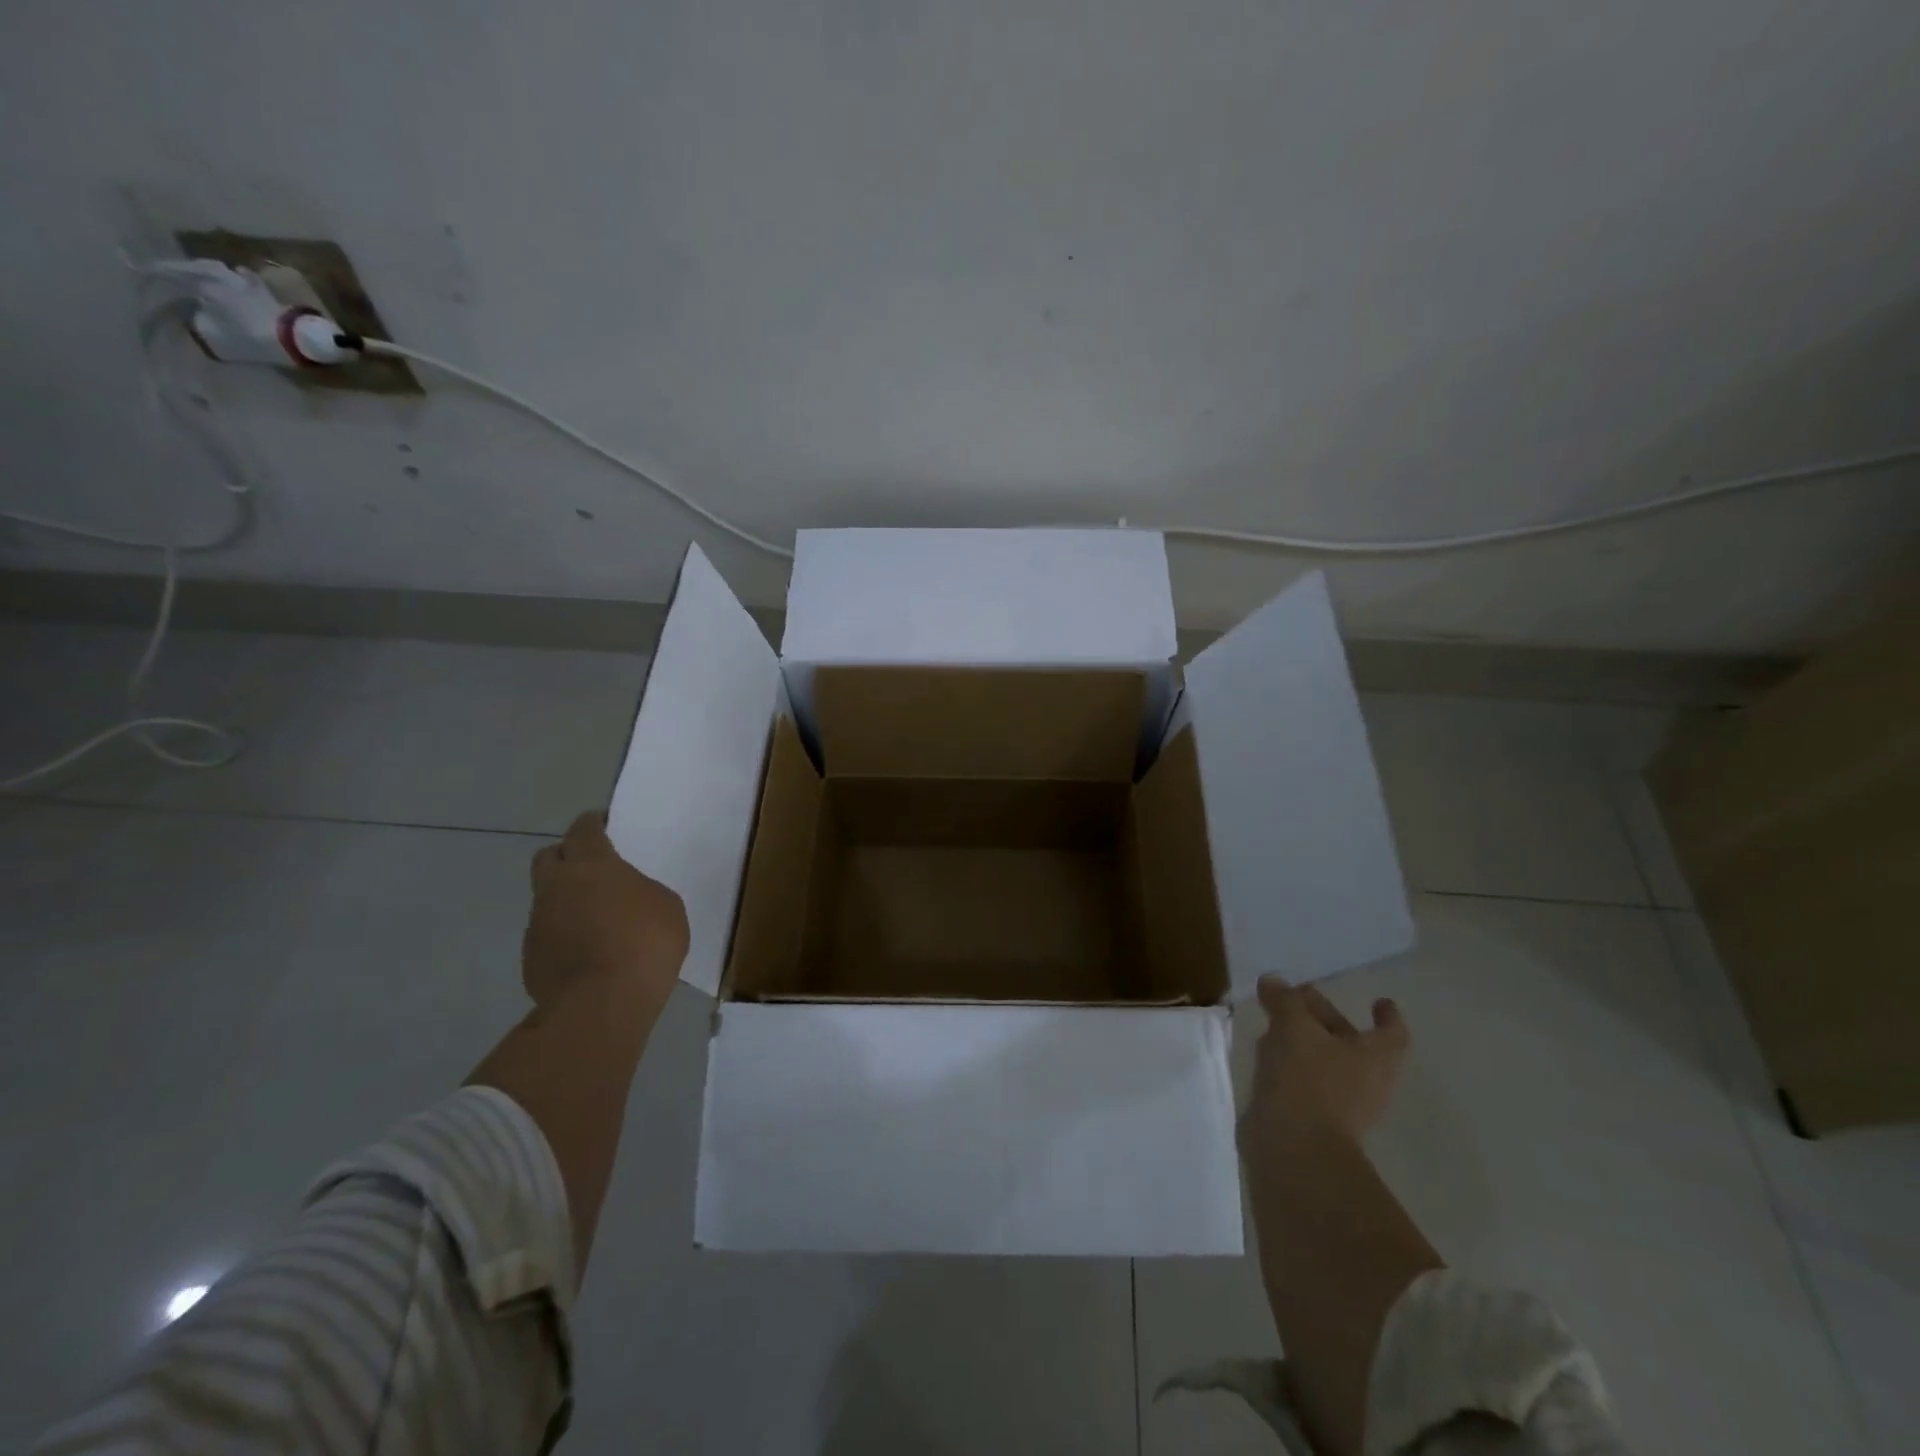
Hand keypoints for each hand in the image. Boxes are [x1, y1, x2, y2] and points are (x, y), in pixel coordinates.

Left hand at [522, 811, 688, 1010]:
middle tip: (591, 868)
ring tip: (594, 918)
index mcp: (592, 864)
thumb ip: (641, 891)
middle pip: (548, 856)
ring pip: (546, 898)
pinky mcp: (530, 957)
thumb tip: (624, 899)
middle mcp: (557, 886)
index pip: (583, 829)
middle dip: (566, 856)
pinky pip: (547, 934)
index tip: (604, 824)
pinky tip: (586, 952)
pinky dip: (563, 935)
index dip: (593, 824)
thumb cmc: (645, 943)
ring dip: (565, 900)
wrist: (602, 1003)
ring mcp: (538, 923)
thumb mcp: (666, 906)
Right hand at [1240, 977, 1408, 1149]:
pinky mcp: (1313, 1119)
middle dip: (1325, 1018)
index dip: (1386, 1015)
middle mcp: (1366, 1081)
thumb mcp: (1294, 1026)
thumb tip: (1273, 980)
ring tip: (1275, 1024)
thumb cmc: (1308, 1079)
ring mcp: (1341, 1105)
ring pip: (1324, 1061)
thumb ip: (1285, 1000)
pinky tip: (1266, 1056)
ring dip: (1304, 1041)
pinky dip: (1290, 1065)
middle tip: (1298, 997)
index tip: (1379, 1001)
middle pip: (1351, 1041)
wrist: (1294, 1148)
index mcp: (1375, 1057)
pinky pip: (1305, 1082)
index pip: (1391, 1033)